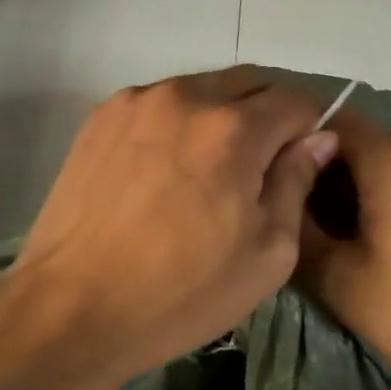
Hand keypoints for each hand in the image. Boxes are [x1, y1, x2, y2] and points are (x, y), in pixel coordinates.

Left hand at [1, 67, 338, 389]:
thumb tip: (318, 137)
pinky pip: (160, 103)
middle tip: (262, 165)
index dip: (311, 126)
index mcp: (234, 128)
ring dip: (221, 115)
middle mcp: (186, 96)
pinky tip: (165, 169)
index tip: (302, 160)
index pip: (296, 99)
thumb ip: (296, 182)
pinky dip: (178, 123)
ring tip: (209, 170)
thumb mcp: (267, 253)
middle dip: (268, 113)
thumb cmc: (181, 292)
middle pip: (249, 82)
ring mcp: (137, 101)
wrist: (72, 307)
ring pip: (202, 89)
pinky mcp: (101, 116)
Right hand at [297, 110, 390, 389]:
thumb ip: (301, 234)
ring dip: (372, 191)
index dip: (305, 145)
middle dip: (336, 175)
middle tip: (315, 224)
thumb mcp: (341, 283)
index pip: (337, 122)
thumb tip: (284, 205)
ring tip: (358, 241)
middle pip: (370, 145)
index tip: (287, 183)